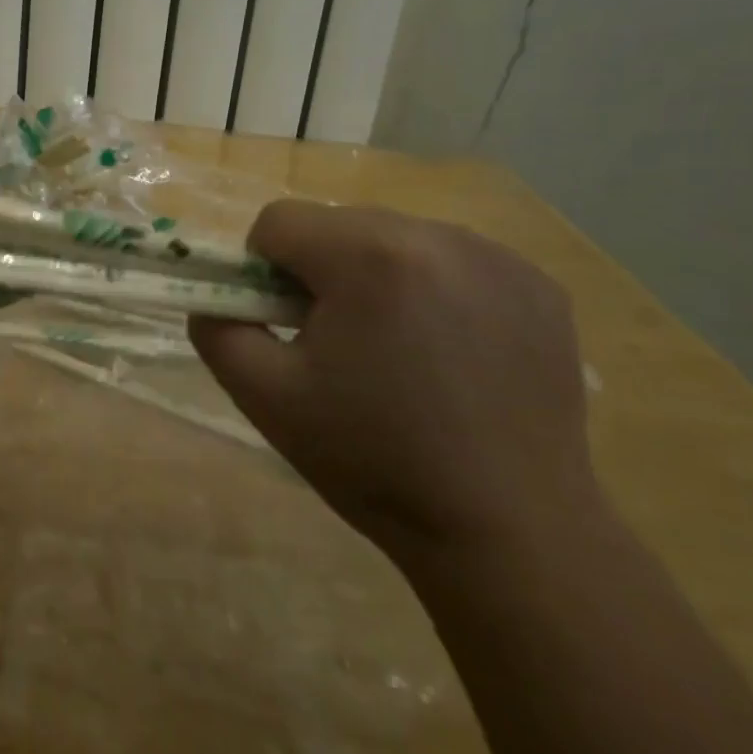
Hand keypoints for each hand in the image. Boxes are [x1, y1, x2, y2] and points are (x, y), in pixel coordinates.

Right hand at [189, 202, 597, 560]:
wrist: (508, 531)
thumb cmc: (373, 460)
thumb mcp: (265, 397)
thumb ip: (217, 329)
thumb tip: (214, 297)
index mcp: (368, 256)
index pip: (278, 221)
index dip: (262, 272)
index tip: (284, 326)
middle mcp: (437, 235)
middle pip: (338, 225)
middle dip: (321, 272)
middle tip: (338, 345)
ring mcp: (498, 257)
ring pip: (395, 239)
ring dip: (376, 277)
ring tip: (398, 353)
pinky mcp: (538, 285)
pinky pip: (454, 262)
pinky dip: (434, 291)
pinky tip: (451, 355)